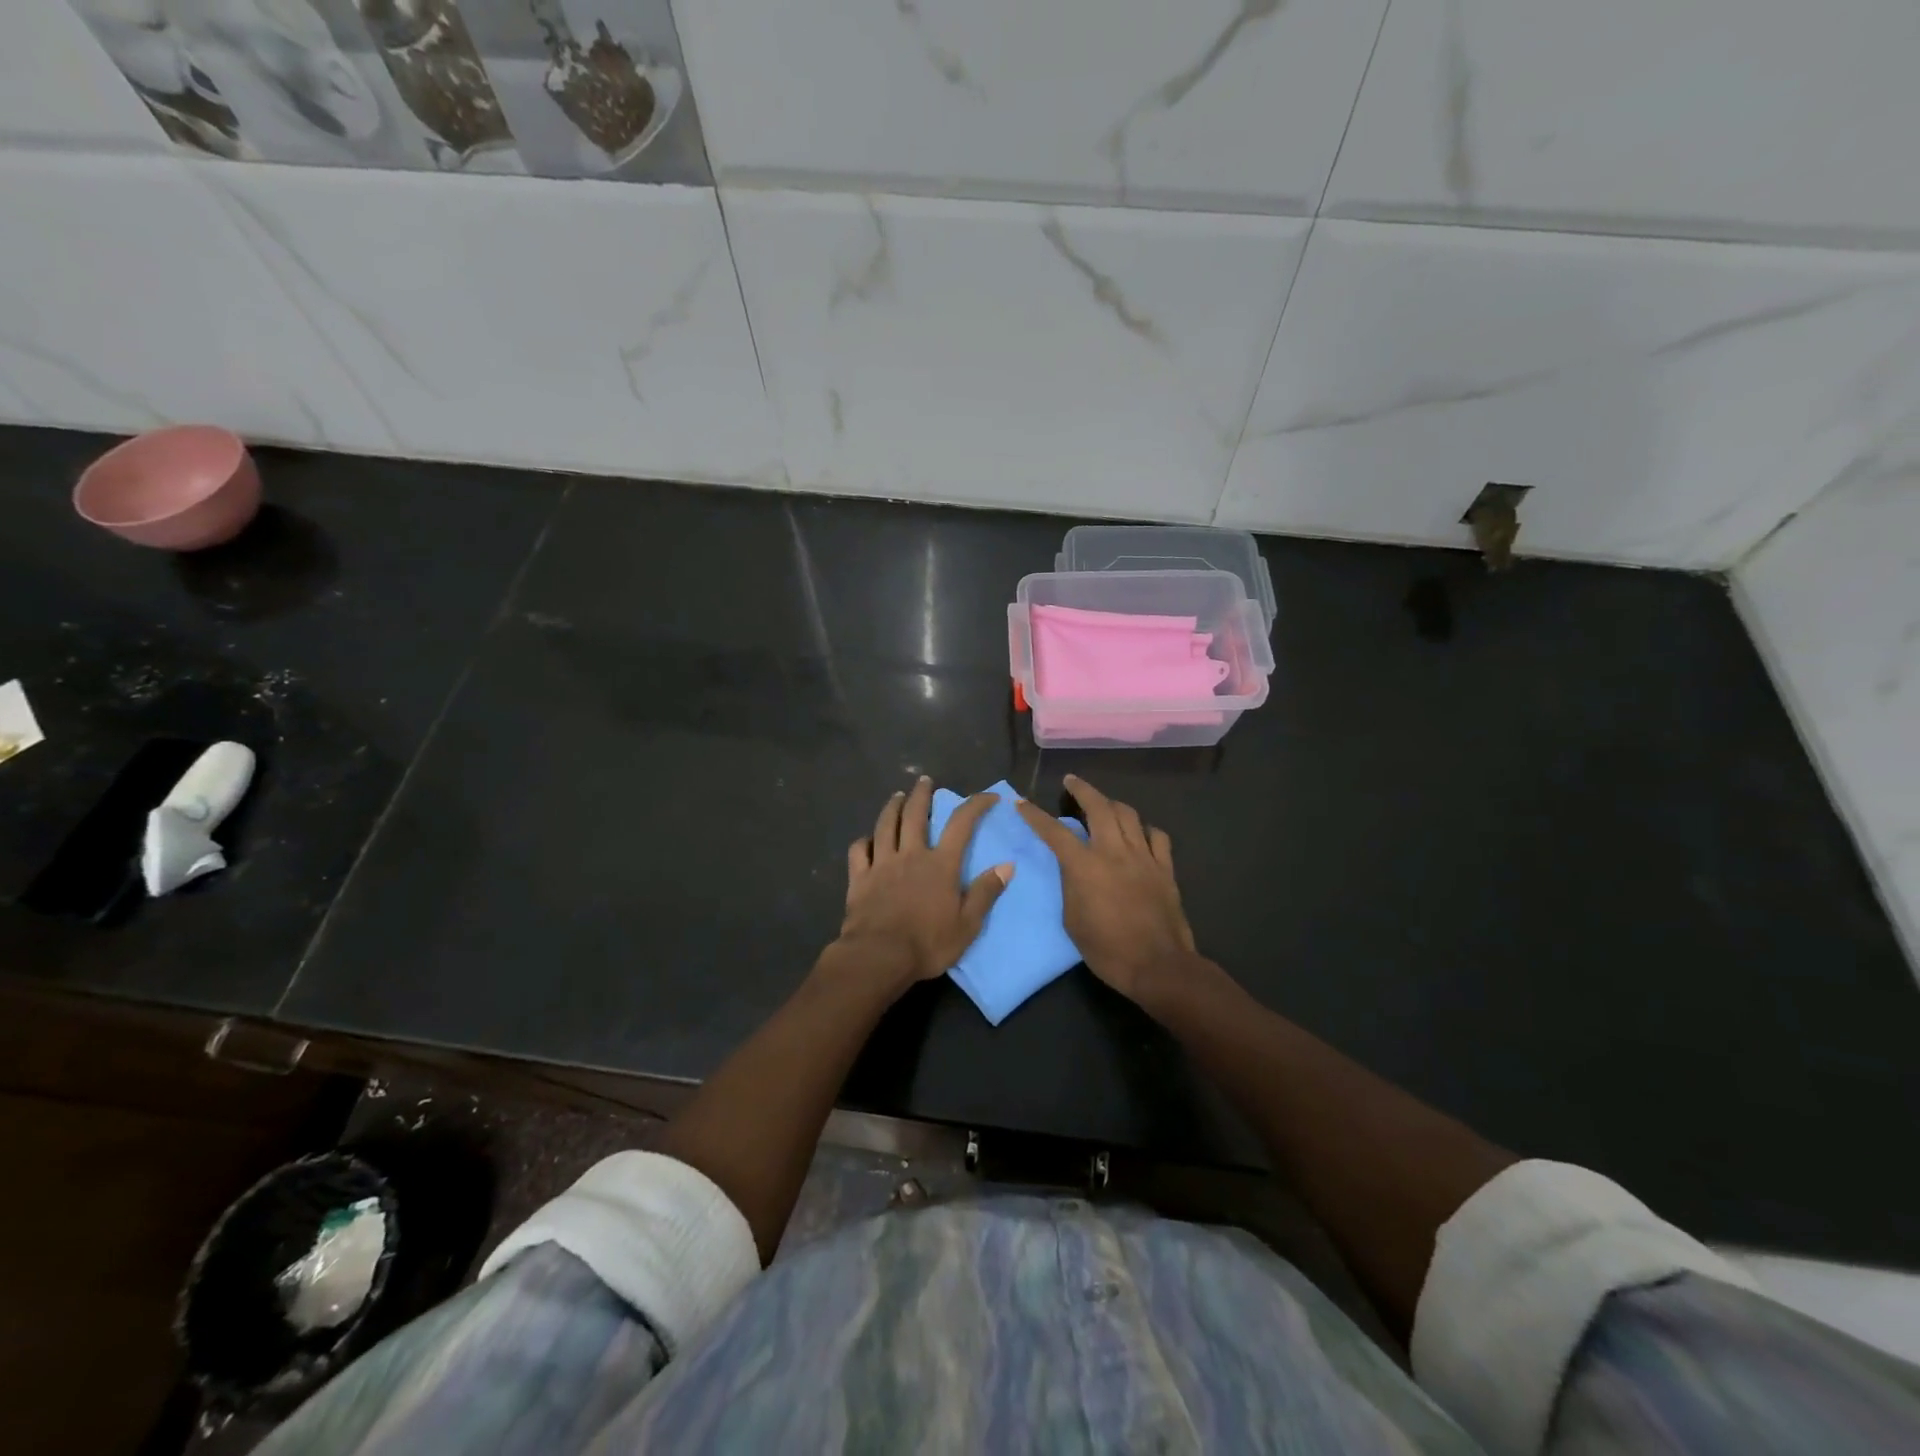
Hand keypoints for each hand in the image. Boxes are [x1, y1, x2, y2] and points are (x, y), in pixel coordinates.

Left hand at [838, 777, 1012, 987]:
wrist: (879, 956)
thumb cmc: (928, 943)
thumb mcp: (968, 924)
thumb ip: (986, 892)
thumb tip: (1007, 865)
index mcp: (941, 864)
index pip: (961, 824)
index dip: (976, 804)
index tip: (989, 795)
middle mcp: (911, 855)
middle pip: (915, 814)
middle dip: (921, 794)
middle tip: (924, 780)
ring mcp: (882, 864)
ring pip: (885, 825)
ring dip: (892, 807)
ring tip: (896, 796)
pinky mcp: (859, 878)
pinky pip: (859, 850)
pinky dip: (864, 840)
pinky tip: (867, 839)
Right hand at [1016, 775, 1195, 1003]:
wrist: (1158, 965)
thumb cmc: (1107, 950)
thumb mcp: (1072, 920)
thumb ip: (1071, 886)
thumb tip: (1074, 868)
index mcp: (1085, 866)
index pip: (1054, 832)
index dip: (1035, 815)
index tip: (1021, 802)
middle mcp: (1114, 852)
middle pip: (1099, 807)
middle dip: (1082, 789)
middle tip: (1071, 781)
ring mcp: (1143, 857)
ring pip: (1129, 815)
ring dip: (1112, 804)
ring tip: (1103, 804)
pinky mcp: (1165, 868)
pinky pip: (1157, 836)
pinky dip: (1144, 829)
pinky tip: (1139, 833)